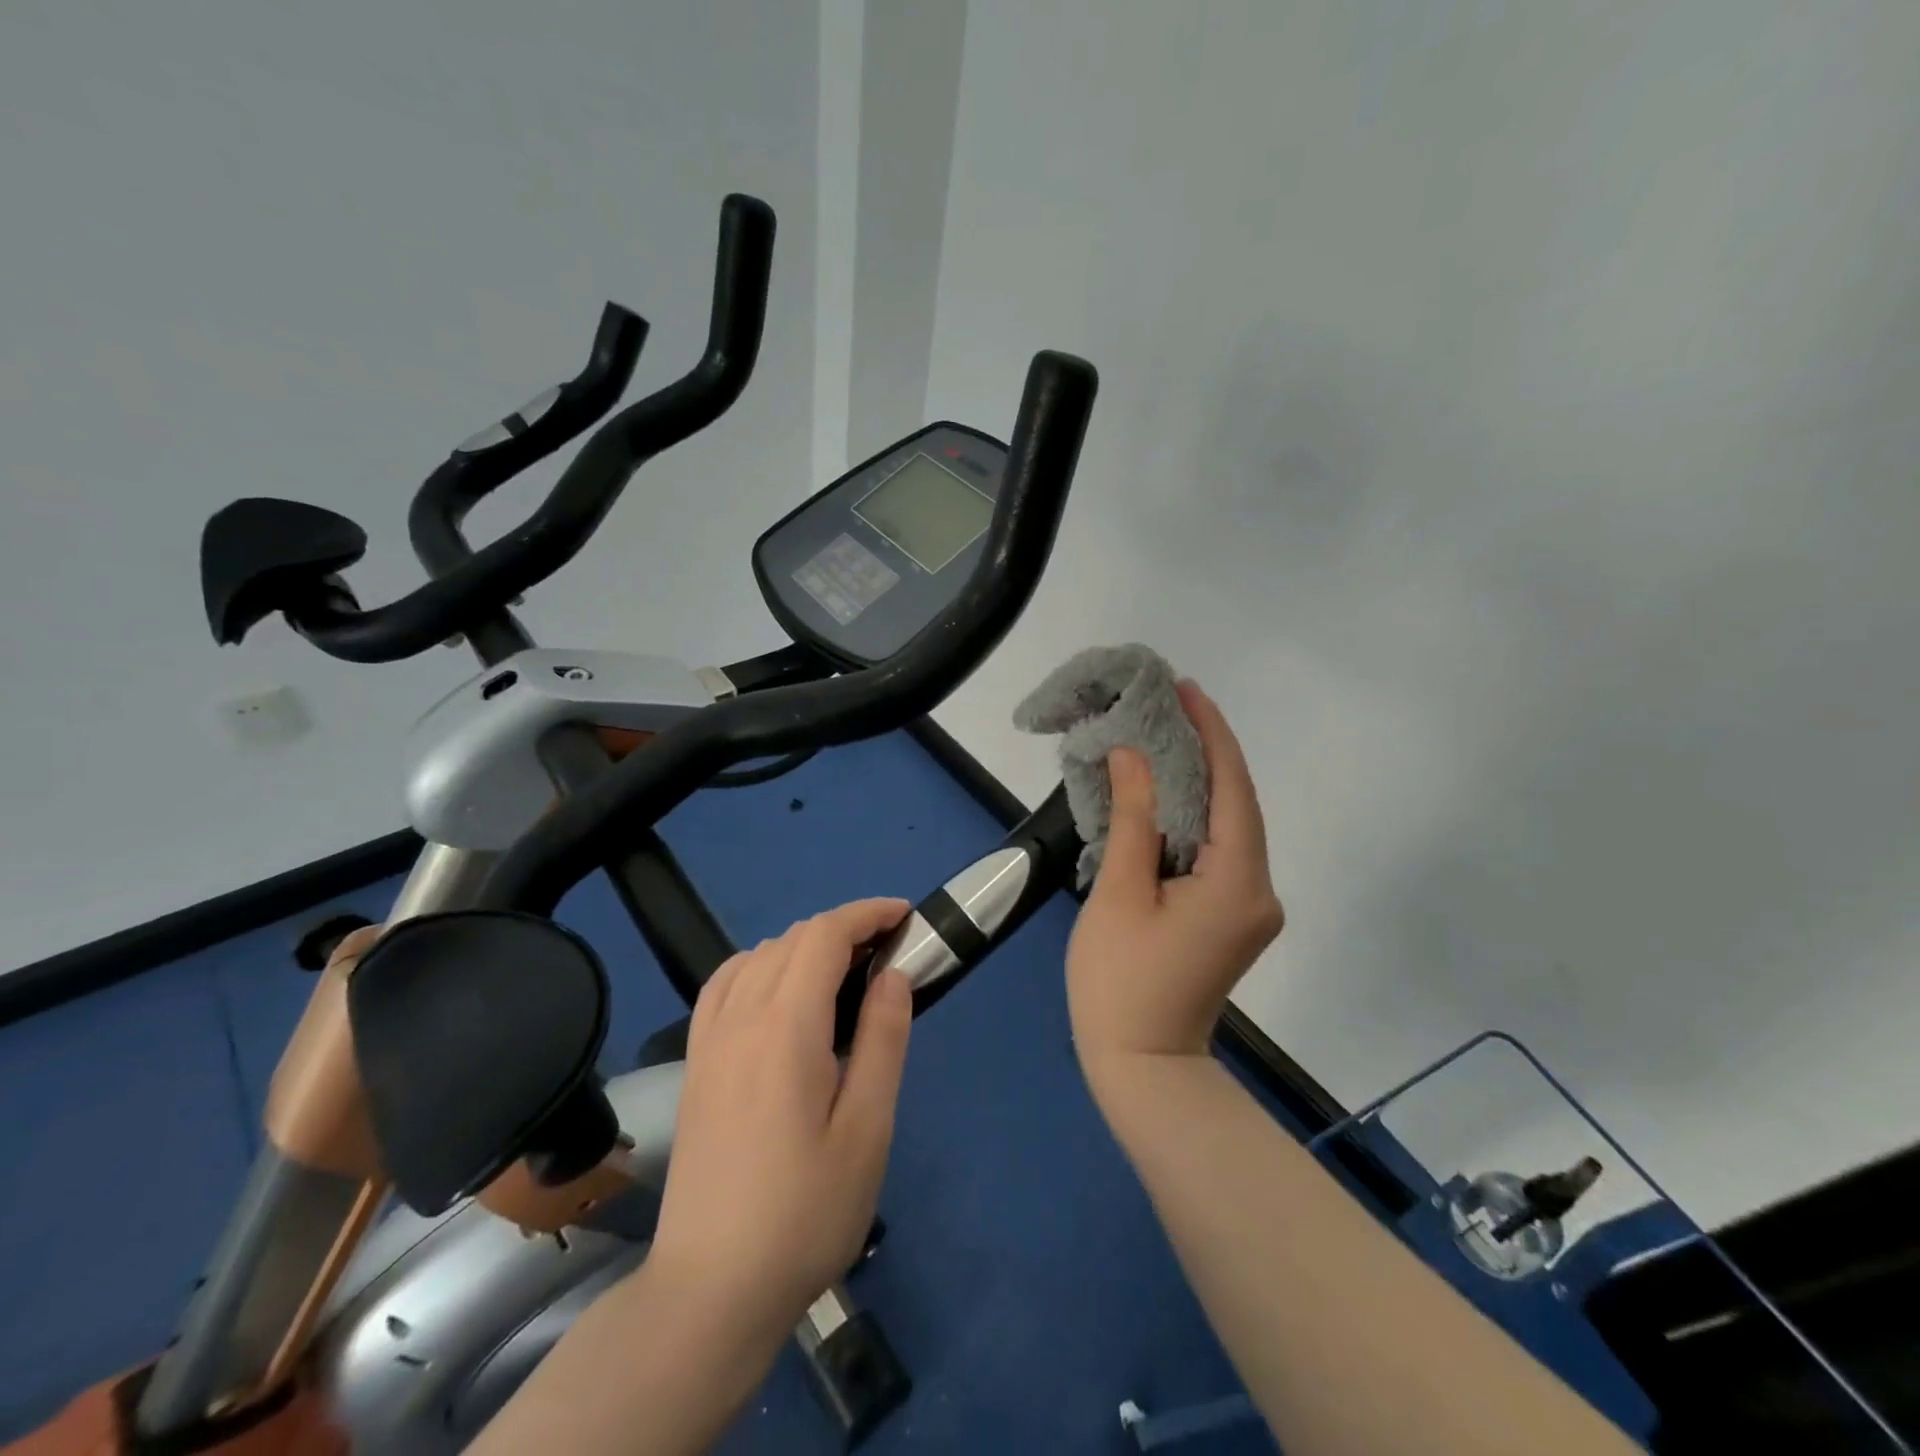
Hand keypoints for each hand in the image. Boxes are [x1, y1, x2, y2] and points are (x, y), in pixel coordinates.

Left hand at [648, 899, 913, 1335]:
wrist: (712, 1289)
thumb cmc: (805, 1211)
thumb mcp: (867, 1129)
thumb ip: (883, 1039)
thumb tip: (893, 974)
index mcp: (785, 1027)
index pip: (824, 936)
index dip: (867, 914)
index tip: (904, 917)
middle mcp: (740, 1017)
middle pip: (792, 939)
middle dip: (843, 928)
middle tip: (888, 953)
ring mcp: (709, 1040)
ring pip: (757, 955)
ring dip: (804, 944)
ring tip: (842, 971)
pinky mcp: (695, 1064)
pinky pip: (724, 984)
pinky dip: (759, 965)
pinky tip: (777, 992)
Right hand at [1067, 682, 1283, 1078]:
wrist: (1142, 1067)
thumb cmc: (1121, 982)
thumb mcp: (1120, 892)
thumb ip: (1133, 818)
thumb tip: (1134, 755)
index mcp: (1238, 882)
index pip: (1234, 788)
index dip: (1212, 734)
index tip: (1186, 690)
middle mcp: (1260, 890)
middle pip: (1238, 804)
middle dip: (1206, 752)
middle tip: (1168, 706)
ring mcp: (1251, 907)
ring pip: (1229, 827)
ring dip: (1200, 783)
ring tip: (1163, 738)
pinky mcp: (1233, 918)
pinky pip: (1219, 851)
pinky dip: (1195, 818)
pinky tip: (1166, 796)